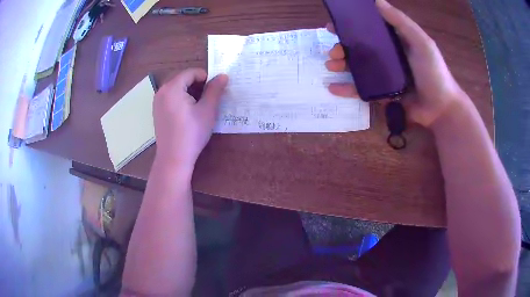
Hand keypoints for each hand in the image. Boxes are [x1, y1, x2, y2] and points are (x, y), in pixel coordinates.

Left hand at [153, 68, 227, 169]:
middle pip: (182, 78)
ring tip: (199, 104)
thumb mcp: (207, 110)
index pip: (191, 72)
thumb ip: (215, 90)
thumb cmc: (192, 133)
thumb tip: (223, 75)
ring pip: (175, 87)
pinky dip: (180, 98)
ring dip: (189, 90)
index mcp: (172, 87)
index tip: (215, 88)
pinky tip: (188, 112)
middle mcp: (161, 91)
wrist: (174, 158)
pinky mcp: (157, 112)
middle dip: (197, 83)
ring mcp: (157, 102)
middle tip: (209, 96)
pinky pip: (170, 97)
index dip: (206, 77)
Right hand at [325, 0, 468, 126]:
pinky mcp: (381, 94)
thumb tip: (377, 1)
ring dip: (341, 65)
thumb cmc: (434, 72)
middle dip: (342, 47)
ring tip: (331, 65)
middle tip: (333, 50)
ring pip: (357, 68)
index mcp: (394, 42)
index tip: (334, 26)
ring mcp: (383, 76)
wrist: (440, 109)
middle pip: (359, 49)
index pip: (368, 30)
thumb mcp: (421, 42)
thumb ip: (401, 22)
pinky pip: (361, 90)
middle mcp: (386, 57)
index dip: (350, 26)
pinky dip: (346, 89)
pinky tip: (332, 88)